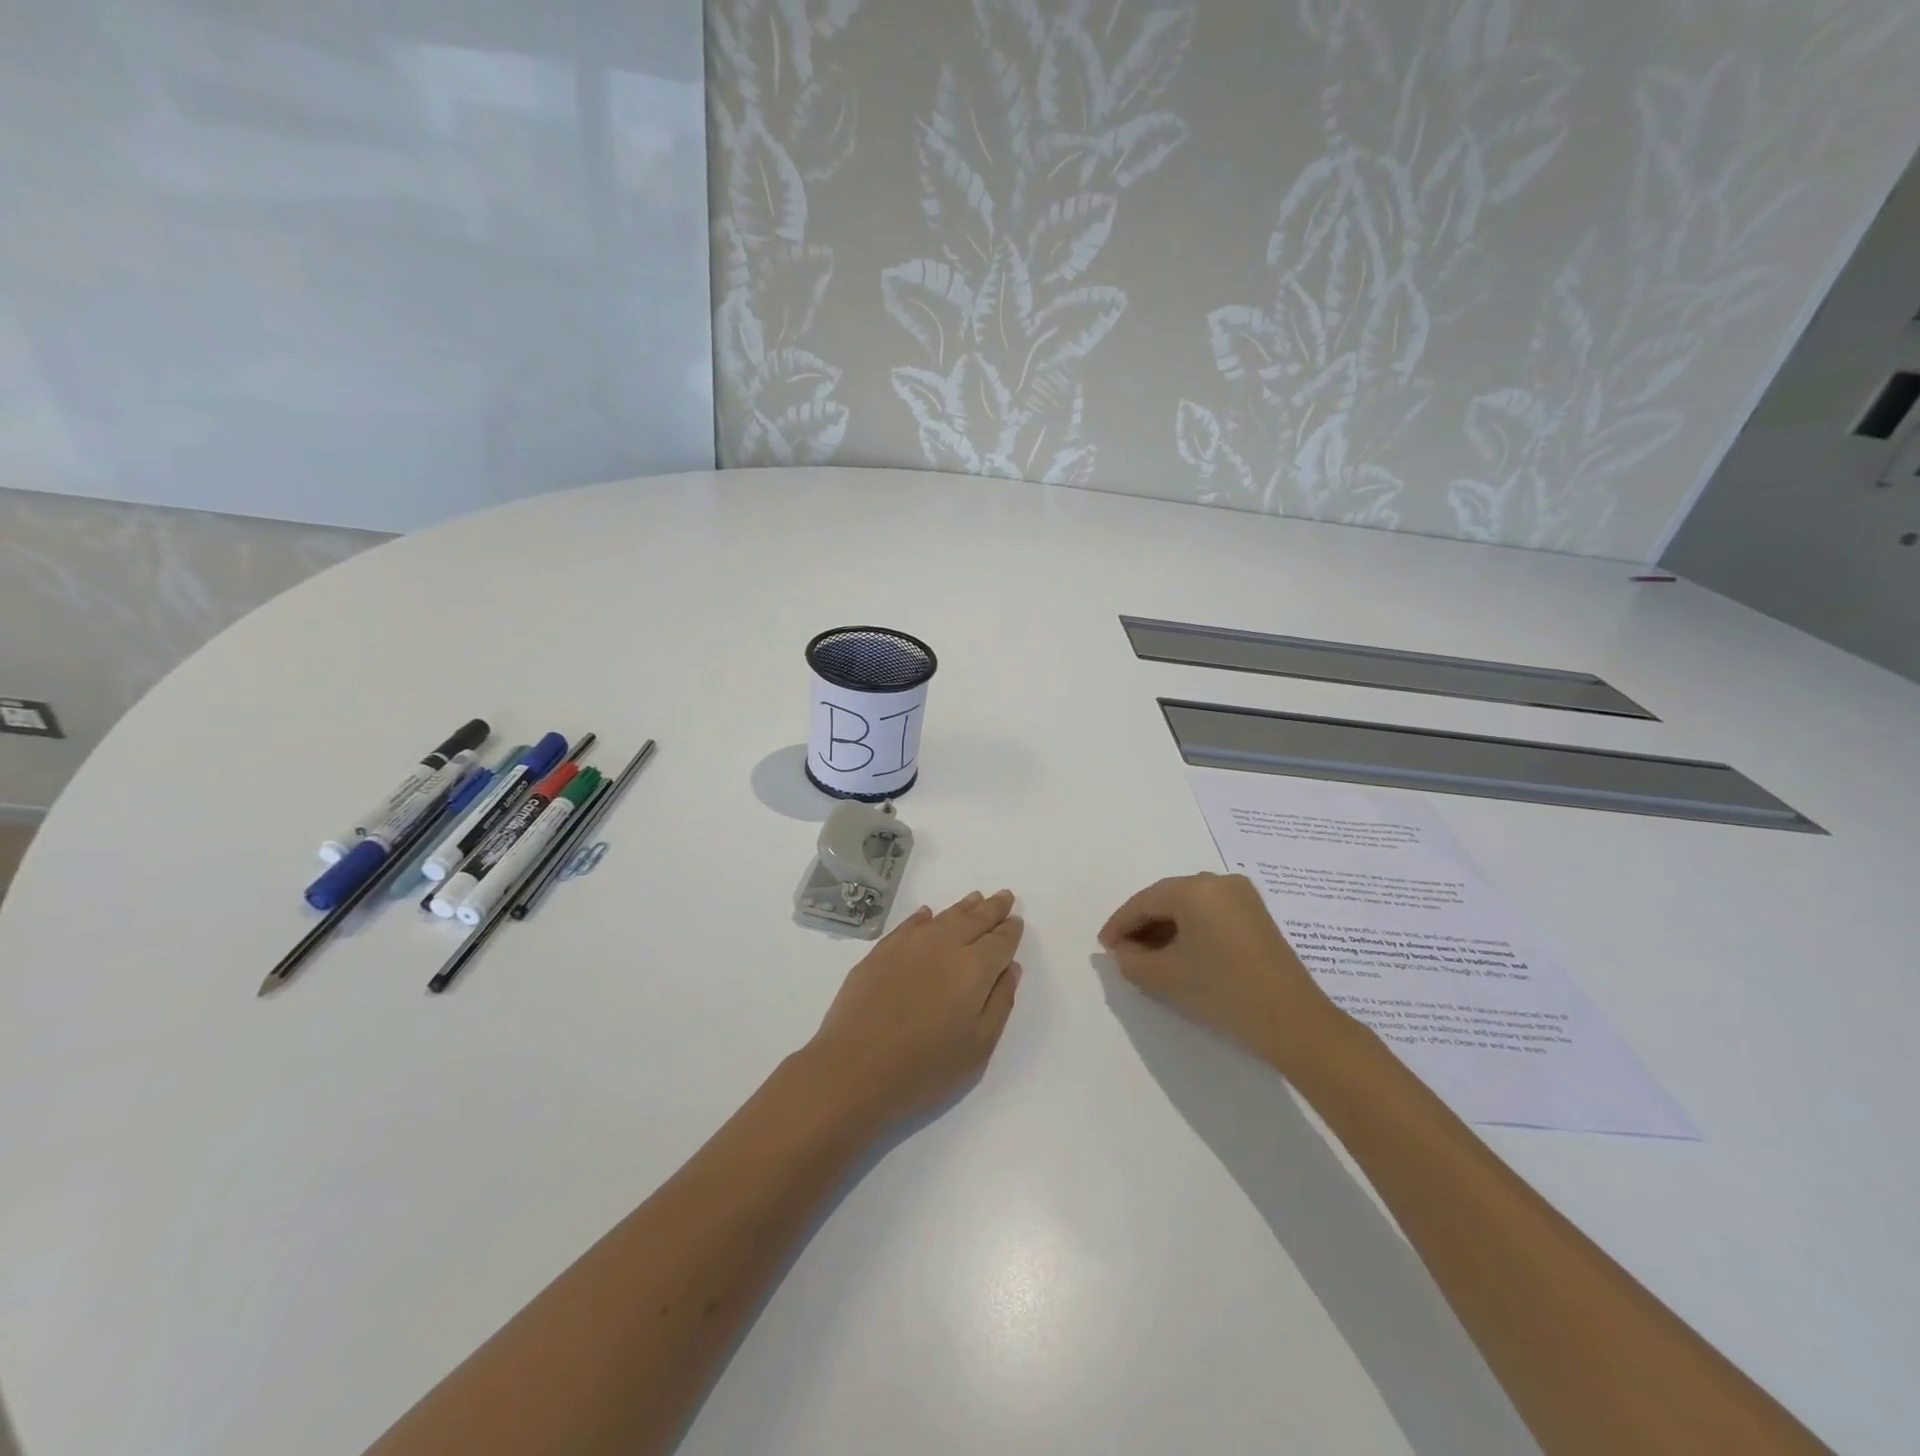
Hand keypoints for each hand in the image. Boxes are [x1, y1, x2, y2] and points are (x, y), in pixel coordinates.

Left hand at [807, 890, 1023, 1130]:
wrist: (853, 1069)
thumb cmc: (925, 1069)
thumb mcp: (978, 1048)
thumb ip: (999, 1002)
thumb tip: (1009, 968)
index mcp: (974, 968)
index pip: (1000, 941)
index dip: (1010, 930)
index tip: (1016, 921)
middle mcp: (944, 945)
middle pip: (974, 919)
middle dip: (992, 908)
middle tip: (1004, 896)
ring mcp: (909, 944)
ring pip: (944, 917)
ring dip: (963, 907)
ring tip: (975, 898)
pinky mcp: (881, 951)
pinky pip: (910, 924)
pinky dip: (924, 917)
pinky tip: (928, 915)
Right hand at [1098, 872, 1341, 1068]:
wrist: (1294, 1022)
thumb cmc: (1223, 992)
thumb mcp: (1165, 978)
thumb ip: (1131, 960)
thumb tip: (1124, 950)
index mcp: (1194, 889)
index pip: (1144, 902)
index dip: (1119, 925)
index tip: (1103, 947)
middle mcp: (1218, 881)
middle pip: (1167, 899)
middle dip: (1142, 925)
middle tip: (1124, 952)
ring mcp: (1242, 896)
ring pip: (1189, 906)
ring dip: (1166, 928)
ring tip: (1149, 957)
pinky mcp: (1256, 915)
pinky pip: (1210, 913)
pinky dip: (1190, 930)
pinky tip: (1180, 954)